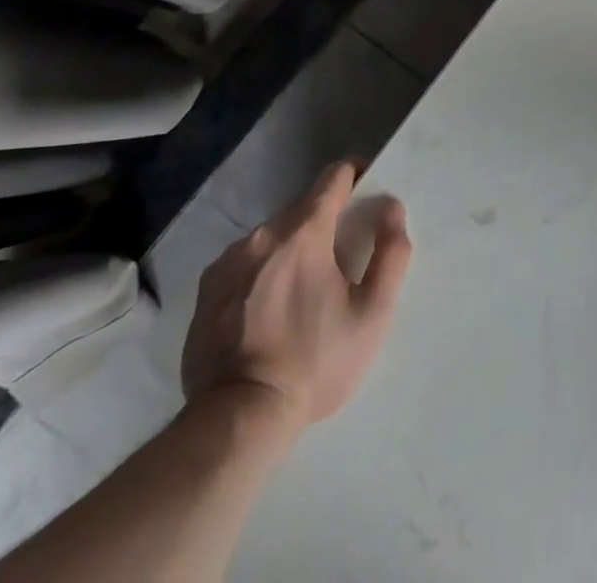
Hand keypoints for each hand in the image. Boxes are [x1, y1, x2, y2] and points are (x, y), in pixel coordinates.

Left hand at [181, 160, 412, 433]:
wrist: (237, 420)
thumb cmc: (314, 362)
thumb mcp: (372, 313)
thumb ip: (391, 252)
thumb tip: (392, 207)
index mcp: (303, 232)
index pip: (333, 177)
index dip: (355, 176)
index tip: (366, 190)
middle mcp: (262, 234)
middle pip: (302, 208)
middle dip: (325, 222)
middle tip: (340, 259)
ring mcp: (228, 261)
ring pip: (272, 236)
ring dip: (292, 248)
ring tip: (302, 291)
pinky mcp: (205, 289)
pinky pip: (245, 262)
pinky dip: (262, 272)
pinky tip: (268, 310)